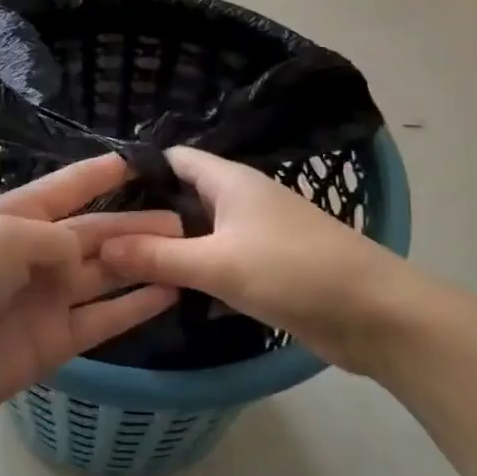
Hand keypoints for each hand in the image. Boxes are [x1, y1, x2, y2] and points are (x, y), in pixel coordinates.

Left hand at [0, 155, 181, 431]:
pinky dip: (134, 306)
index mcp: (14, 217)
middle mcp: (34, 253)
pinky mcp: (55, 341)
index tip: (140, 161)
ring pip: (104, 274)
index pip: (66, 188)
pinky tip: (169, 291)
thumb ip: (53, 238)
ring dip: (142, 261)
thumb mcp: (2, 238)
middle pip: (94, 232)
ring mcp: (46, 299)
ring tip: (187, 248)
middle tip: (184, 216)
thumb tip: (82, 253)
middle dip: (134, 222)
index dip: (100, 174)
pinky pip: (103, 318)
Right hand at [98, 147, 420, 374]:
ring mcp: (258, 235)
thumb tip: (99, 245)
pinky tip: (167, 295)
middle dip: (147, 216)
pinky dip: (197, 274)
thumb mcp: (218, 263)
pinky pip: (221, 263)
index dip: (138, 171)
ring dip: (171, 249)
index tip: (98, 195)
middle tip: (101, 240)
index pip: (174, 159)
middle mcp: (242, 200)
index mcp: (231, 181)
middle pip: (184, 197)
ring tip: (123, 267)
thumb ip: (157, 256)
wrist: (378, 316)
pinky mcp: (269, 269)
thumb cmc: (294, 272)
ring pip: (201, 234)